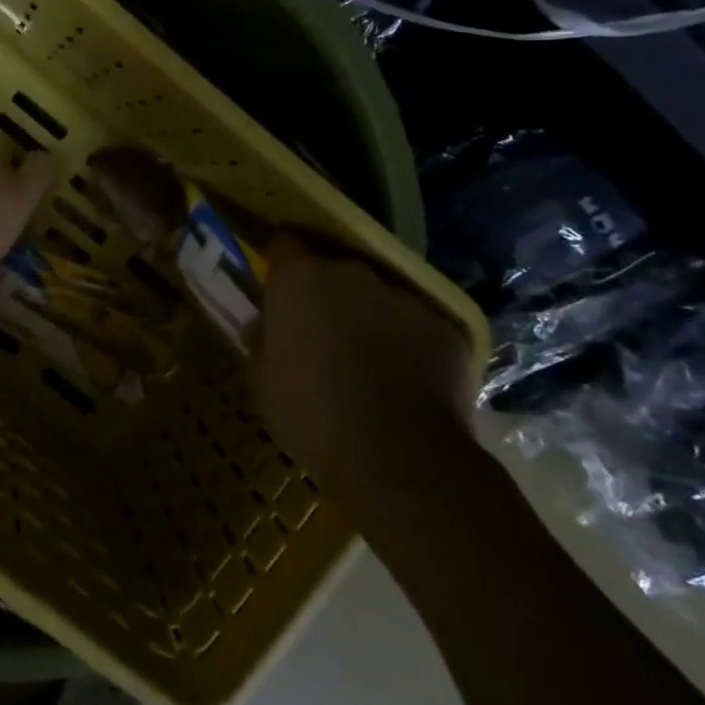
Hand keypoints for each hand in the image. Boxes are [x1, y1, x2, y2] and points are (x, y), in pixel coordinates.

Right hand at [247, 238, 475, 487]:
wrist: (401, 459)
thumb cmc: (312, 416)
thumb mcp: (263, 383)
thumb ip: (260, 343)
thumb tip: (262, 326)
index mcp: (300, 279)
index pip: (283, 246)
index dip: (279, 266)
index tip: (277, 293)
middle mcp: (351, 274)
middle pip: (333, 269)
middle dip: (325, 294)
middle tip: (319, 334)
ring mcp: (402, 297)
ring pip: (377, 297)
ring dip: (368, 318)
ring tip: (366, 363)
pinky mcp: (444, 327)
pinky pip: (416, 327)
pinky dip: (408, 345)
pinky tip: (405, 384)